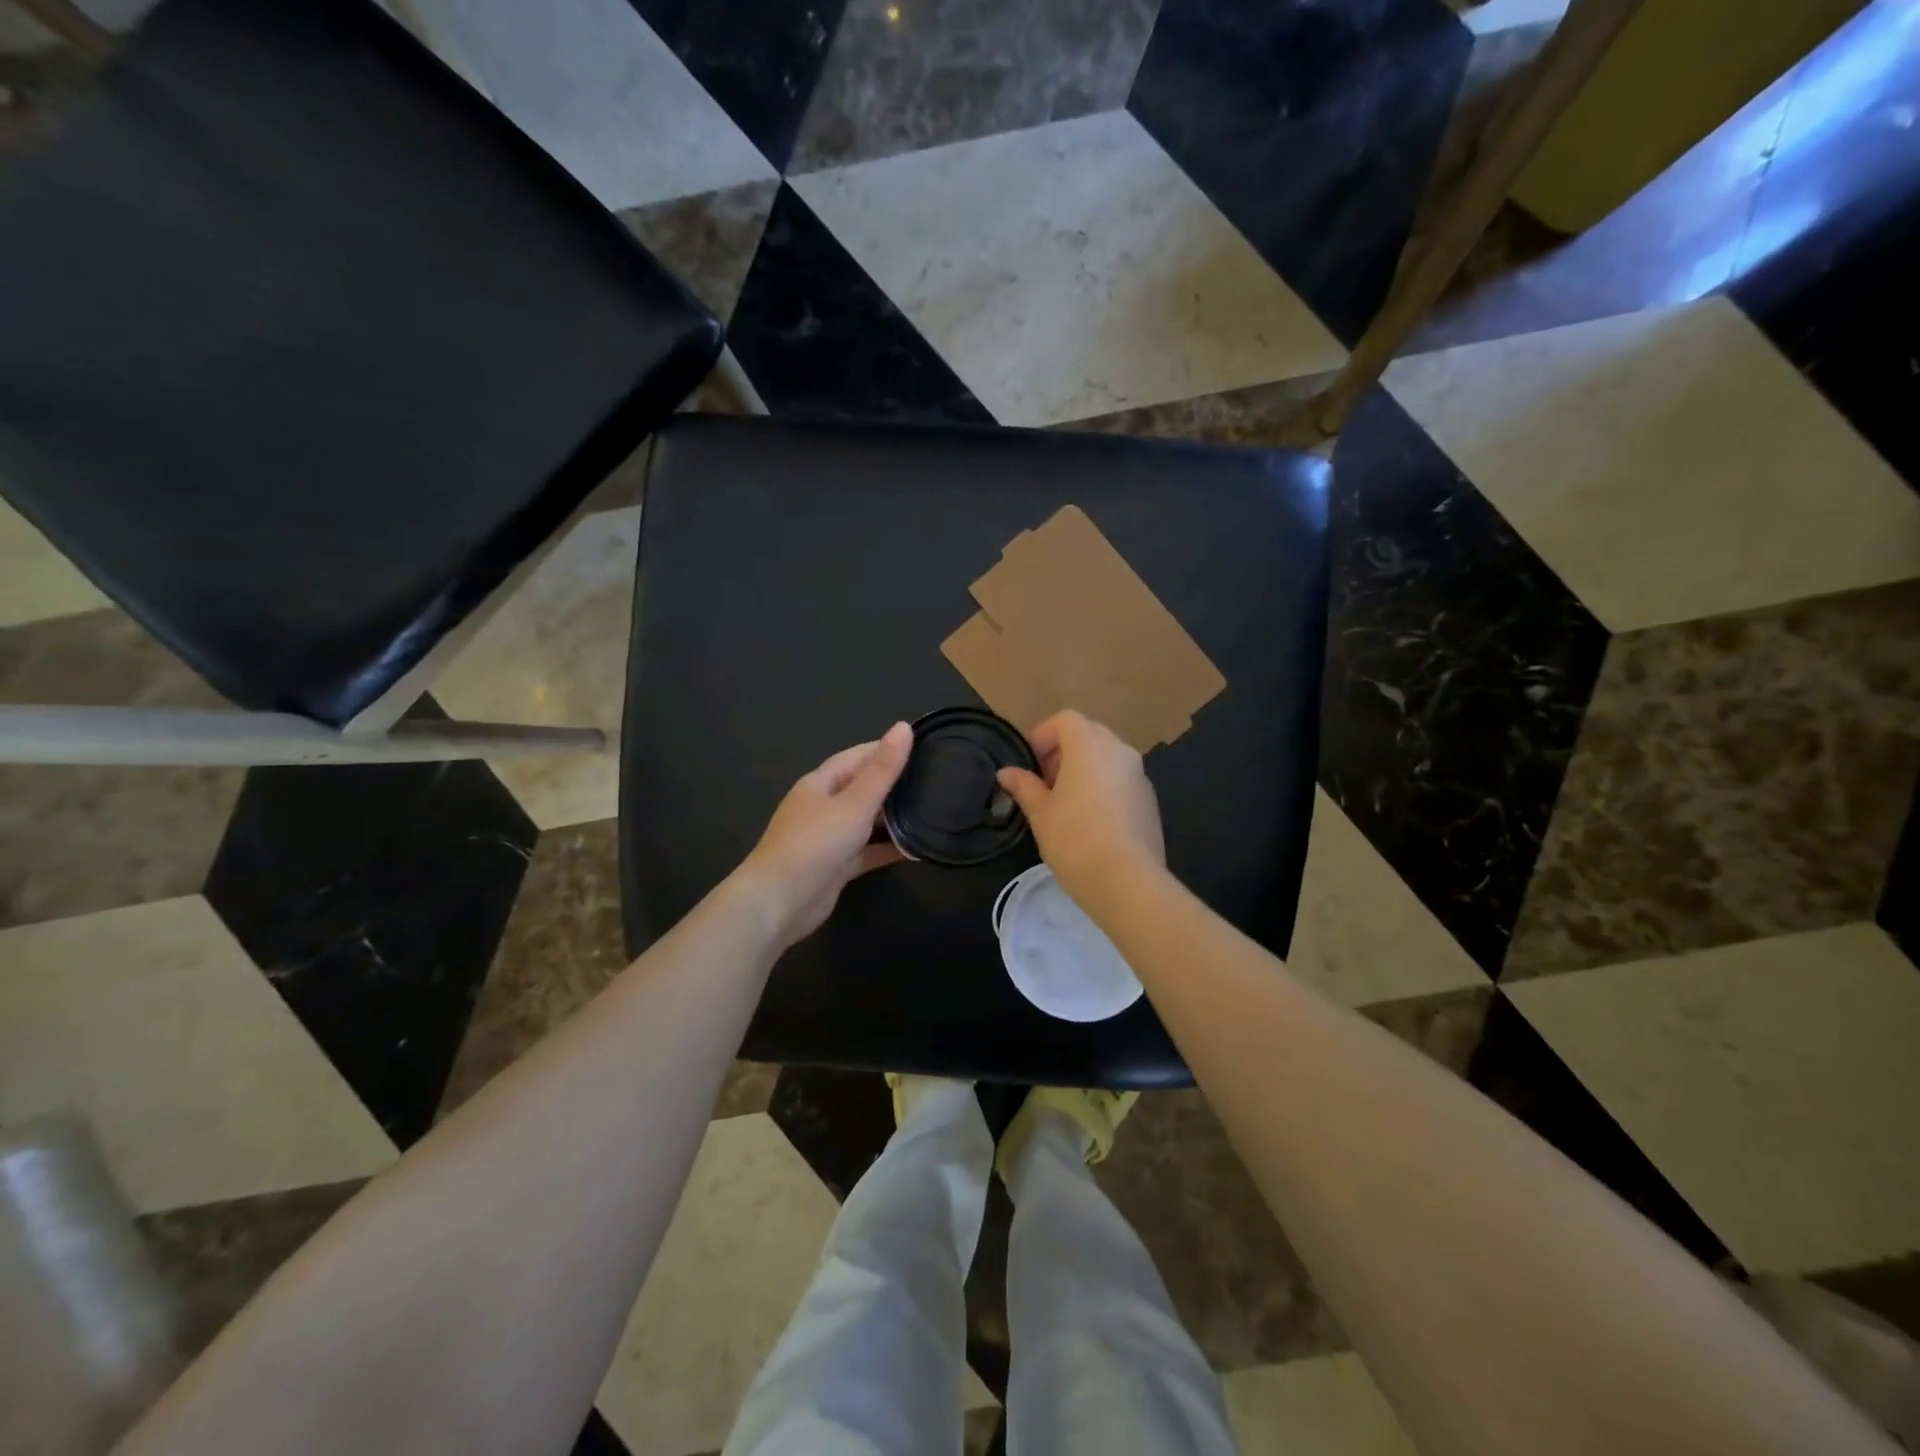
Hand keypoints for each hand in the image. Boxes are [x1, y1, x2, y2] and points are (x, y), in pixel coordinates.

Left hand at [737, 722, 912, 947]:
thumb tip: (903, 726)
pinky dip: (888, 848)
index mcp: (820, 783)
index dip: (886, 749)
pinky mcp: (836, 866)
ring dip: (893, 818)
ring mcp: (828, 838)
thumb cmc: (815, 844)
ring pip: (866, 821)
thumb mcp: (854, 803)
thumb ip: (882, 770)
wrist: (780, 902)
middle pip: (862, 788)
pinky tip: (916, 848)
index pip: (858, 756)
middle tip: (934, 779)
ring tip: (931, 810)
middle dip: (893, 784)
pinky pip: (867, 851)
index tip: (921, 746)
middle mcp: (822, 806)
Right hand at [996, 710, 1164, 906]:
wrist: (1126, 881)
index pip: (1066, 720)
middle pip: (1089, 734)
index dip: (1044, 735)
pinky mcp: (1150, 800)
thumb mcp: (1040, 813)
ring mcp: (1139, 775)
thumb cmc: (1074, 839)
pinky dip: (1104, 787)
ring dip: (1085, 769)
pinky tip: (1092, 821)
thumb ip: (1024, 786)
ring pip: (1108, 757)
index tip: (1031, 764)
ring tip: (1067, 804)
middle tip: (1045, 784)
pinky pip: (1122, 780)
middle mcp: (1120, 751)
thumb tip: (1006, 773)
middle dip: (1064, 752)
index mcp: (1090, 746)